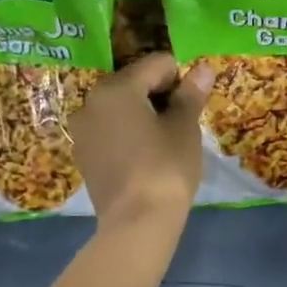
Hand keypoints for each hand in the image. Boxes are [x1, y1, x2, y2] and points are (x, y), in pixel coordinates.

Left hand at [72, 52, 211, 230]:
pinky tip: (145, 157)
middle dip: (160, 96)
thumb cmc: (166, 167)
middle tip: (182, 123)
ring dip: (143, 115)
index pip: (156, 65)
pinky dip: (128, 135)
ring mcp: (83, 130)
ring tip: (164, 142)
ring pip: (120, 109)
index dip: (181, 79)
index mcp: (117, 88)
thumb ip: (190, 95)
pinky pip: (110, 131)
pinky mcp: (83, 155)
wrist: (136, 222)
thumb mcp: (184, 128)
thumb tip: (203, 68)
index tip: (194, 104)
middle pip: (134, 83)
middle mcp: (91, 101)